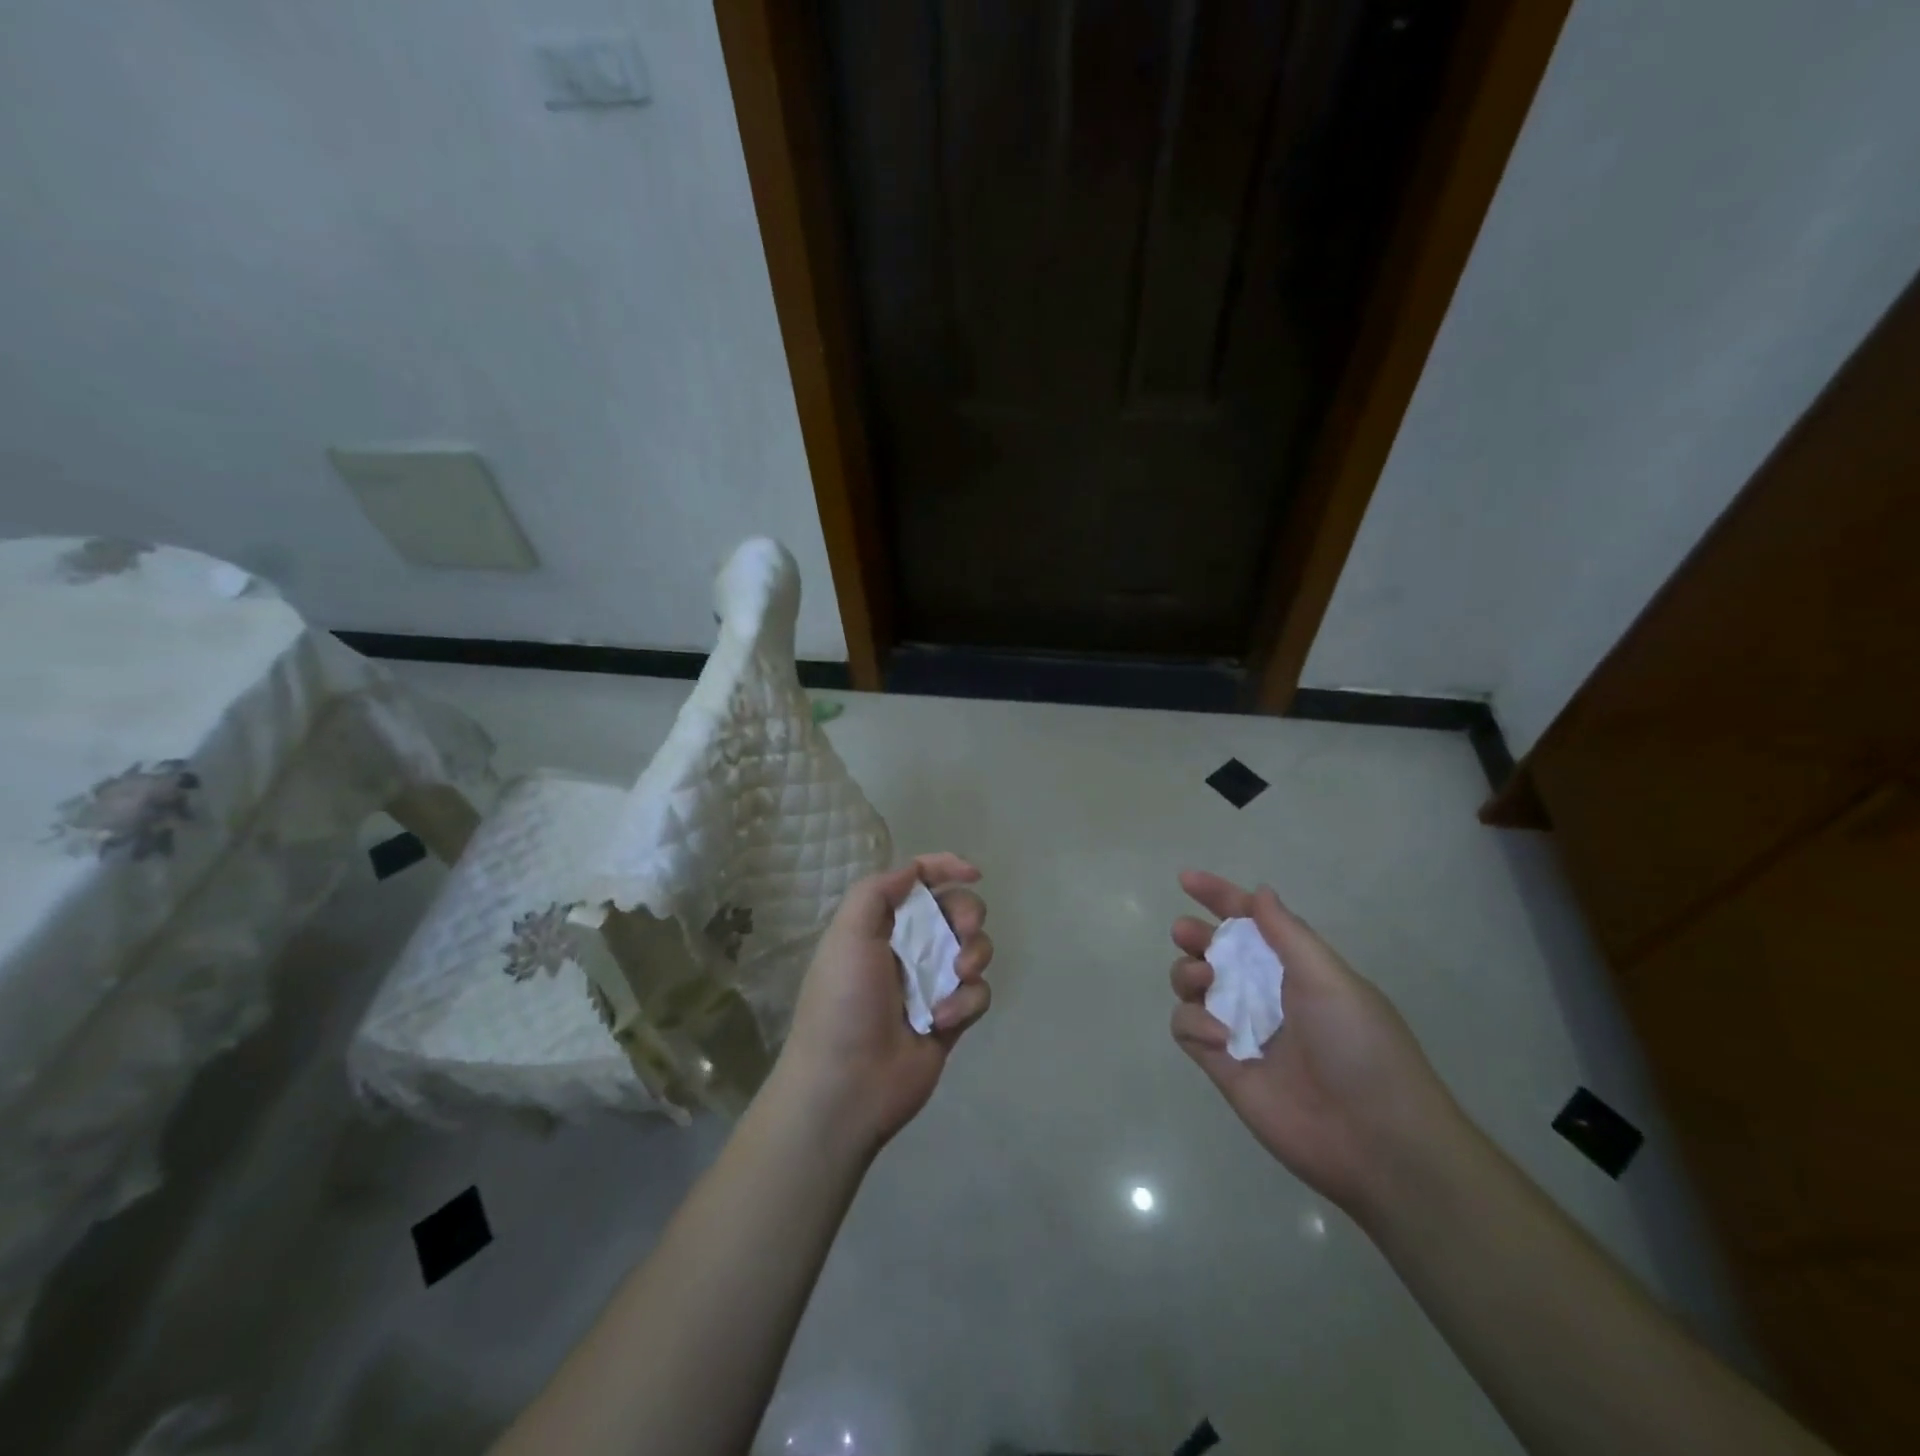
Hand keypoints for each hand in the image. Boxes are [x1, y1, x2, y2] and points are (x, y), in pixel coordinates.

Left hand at [775, 853, 993, 1152]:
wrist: (847, 1085)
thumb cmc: (843, 1002)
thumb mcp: (847, 934)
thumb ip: (877, 891)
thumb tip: (913, 870)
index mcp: (881, 925)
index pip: (918, 882)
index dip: (945, 868)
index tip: (973, 872)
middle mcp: (909, 948)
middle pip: (956, 910)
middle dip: (967, 913)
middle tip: (964, 929)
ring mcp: (933, 984)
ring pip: (974, 949)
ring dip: (973, 955)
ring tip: (957, 975)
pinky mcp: (952, 1018)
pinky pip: (978, 993)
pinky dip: (966, 1001)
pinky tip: (942, 1020)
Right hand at [1169, 870, 1461, 1217]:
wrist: (1376, 1140)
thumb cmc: (1359, 1046)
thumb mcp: (1330, 979)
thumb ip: (1288, 934)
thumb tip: (1260, 892)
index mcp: (1294, 969)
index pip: (1250, 922)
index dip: (1219, 897)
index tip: (1186, 879)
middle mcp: (1264, 994)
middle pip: (1213, 952)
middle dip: (1194, 936)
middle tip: (1186, 934)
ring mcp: (1241, 1030)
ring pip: (1192, 986)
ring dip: (1188, 973)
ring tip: (1204, 983)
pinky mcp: (1222, 1066)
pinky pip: (1187, 1029)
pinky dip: (1193, 1024)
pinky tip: (1219, 1037)